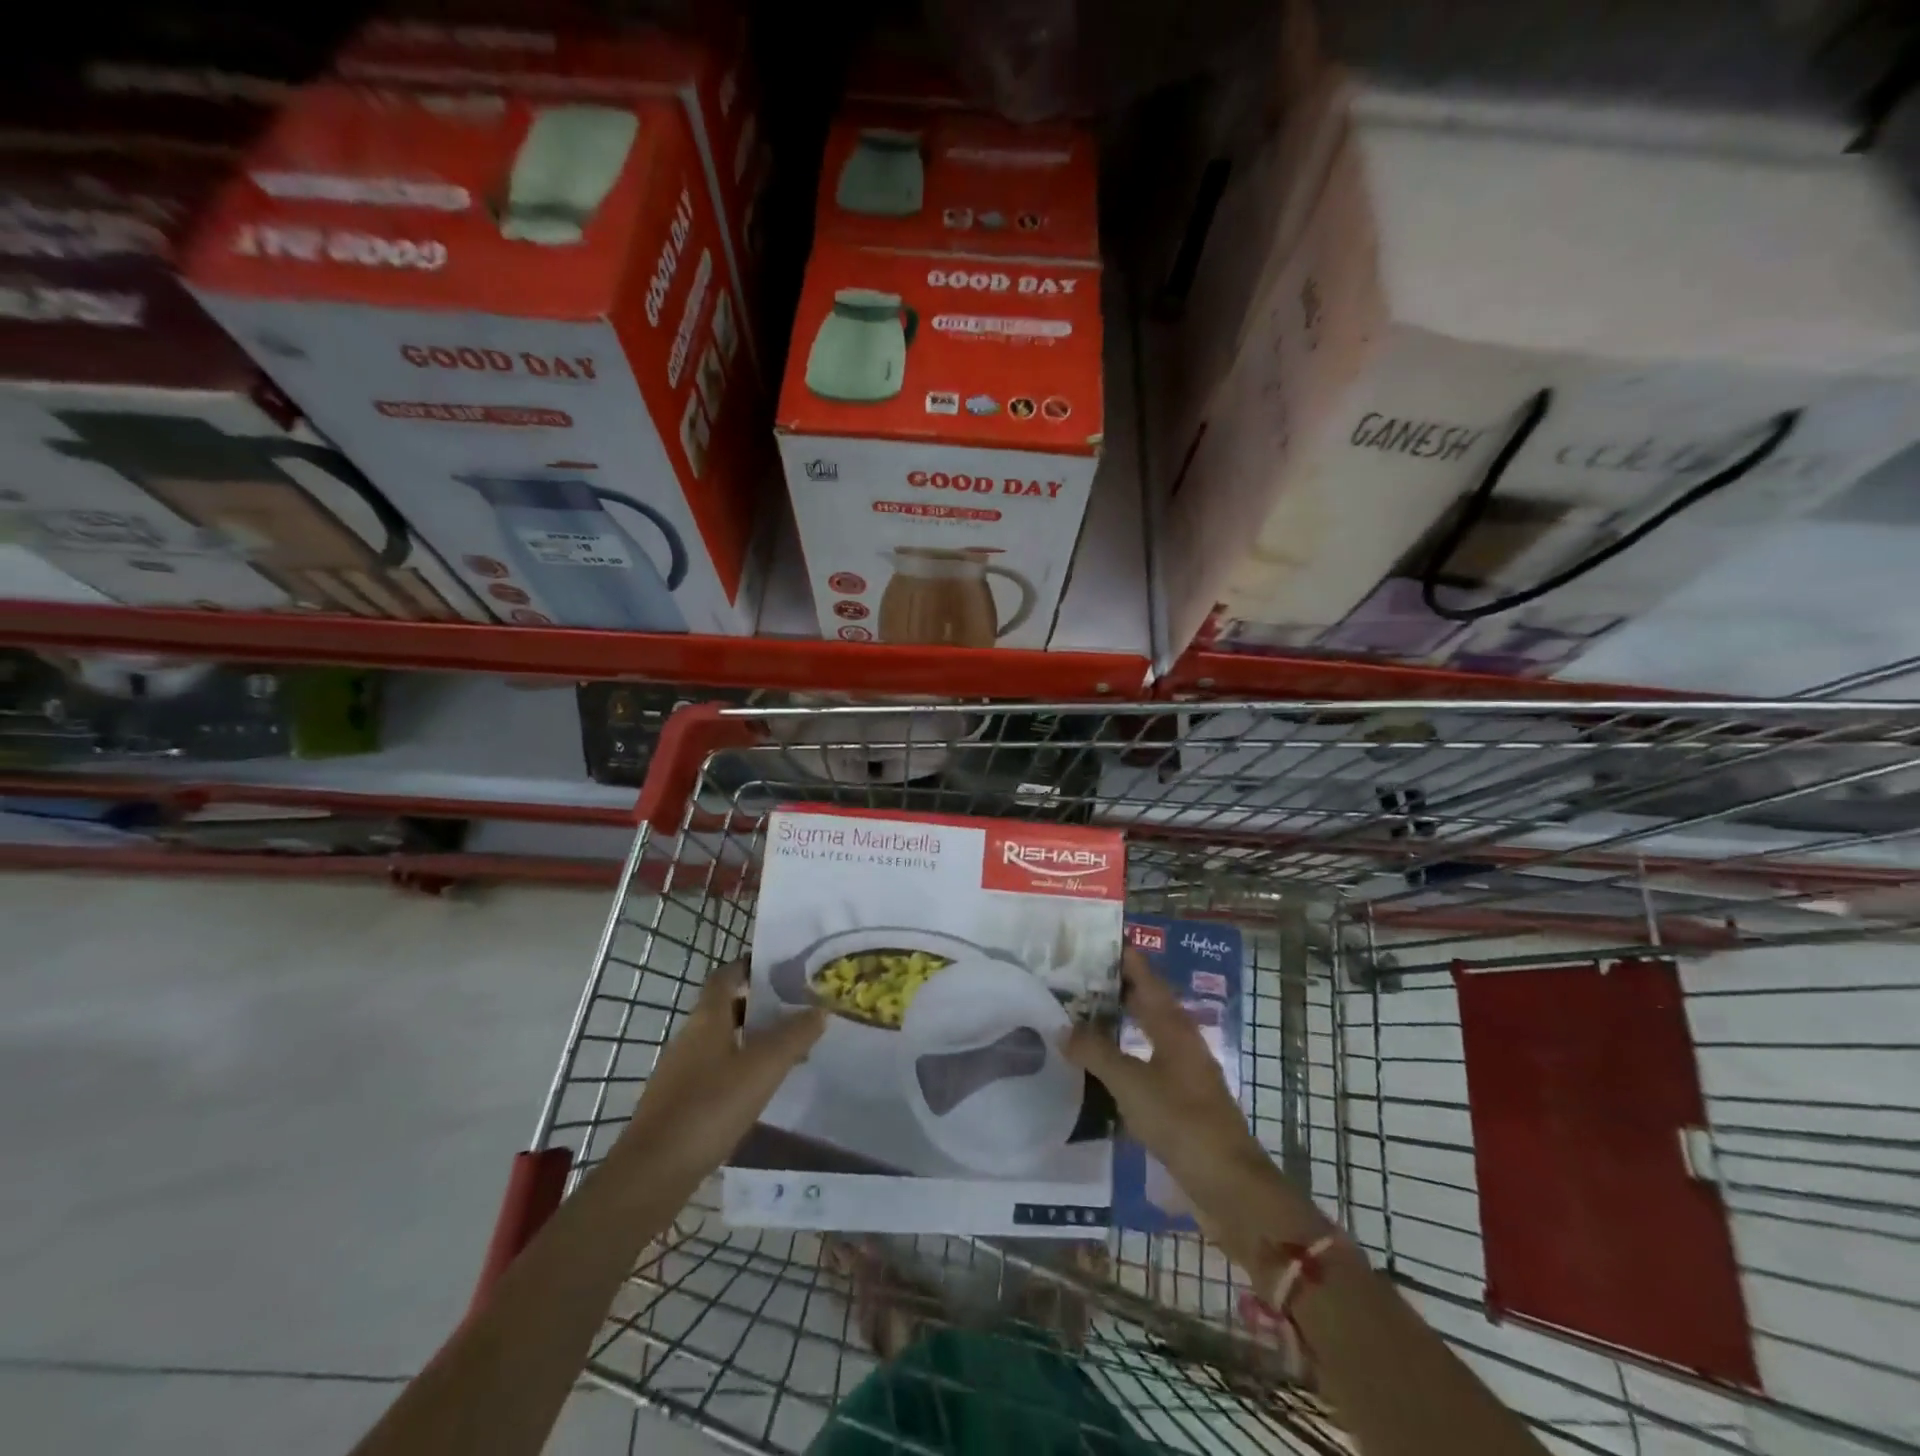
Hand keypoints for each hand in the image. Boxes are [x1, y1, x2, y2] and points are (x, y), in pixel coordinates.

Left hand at [619, 961, 825, 1185]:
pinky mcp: (679, 1102)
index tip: (781, 966)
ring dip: (753, 1040)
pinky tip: (760, 1089)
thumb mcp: (763, 1067)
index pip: (726, 975)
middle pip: (727, 1008)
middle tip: (797, 1009)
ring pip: (723, 1041)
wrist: (653, 1172)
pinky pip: (716, 1071)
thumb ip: (795, 1035)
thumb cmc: (710, 1106)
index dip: (750, 965)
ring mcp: (681, 1071)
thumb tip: (820, 1008)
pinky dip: (740, 1069)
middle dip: (760, 1005)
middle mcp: (691, 1037)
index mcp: (707, 1018)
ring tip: (789, 1051)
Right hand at [1063, 949, 1327, 1267]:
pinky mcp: (1176, 1103)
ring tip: (1074, 1016)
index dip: (1123, 956)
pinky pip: (1140, 1067)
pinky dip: (1117, 1059)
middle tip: (1071, 976)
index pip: (1145, 977)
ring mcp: (1180, 1074)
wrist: (1228, 1187)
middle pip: (1144, 1003)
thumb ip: (1096, 1053)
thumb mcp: (1132, 1083)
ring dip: (1113, 1024)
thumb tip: (1063, 1028)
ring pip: (1141, 1035)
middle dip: (1112, 988)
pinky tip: (1093, 1068)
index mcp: (1174, 1027)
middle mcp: (1179, 1042)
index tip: (1092, 938)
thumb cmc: (1182, 1122)